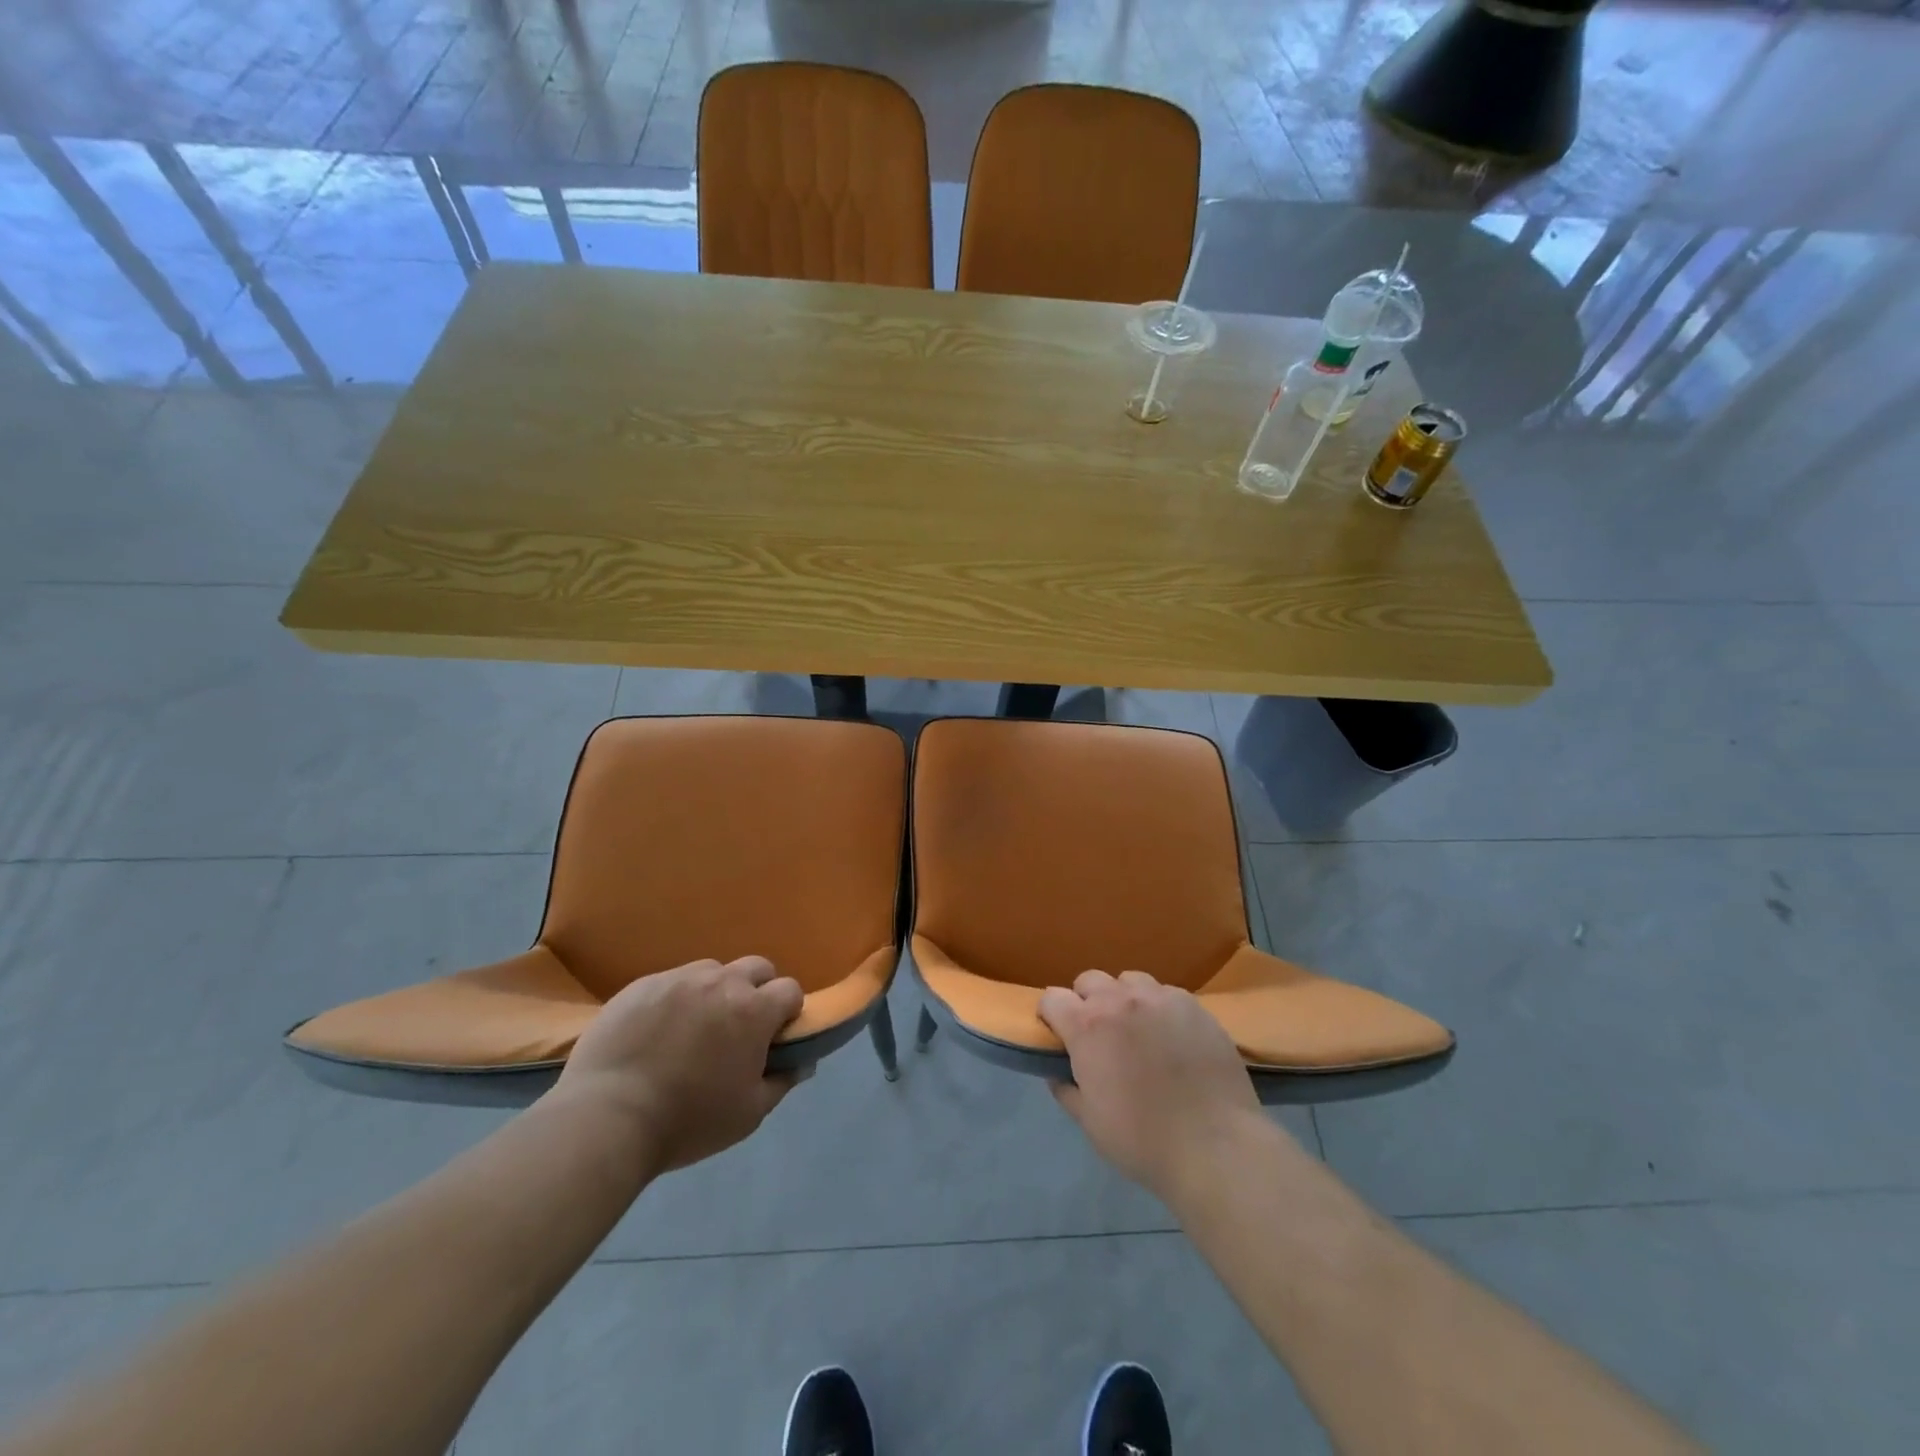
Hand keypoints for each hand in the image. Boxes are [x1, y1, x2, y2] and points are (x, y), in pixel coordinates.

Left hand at [555, 956, 803, 1176]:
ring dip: (715, 991)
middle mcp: (721, 982)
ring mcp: (678, 978)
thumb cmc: (688, 1120)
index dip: (788, 1012)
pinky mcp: (641, 985)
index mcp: (753, 1010)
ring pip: (712, 971)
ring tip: (694, 1028)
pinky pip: (671, 982)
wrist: (606, 1118)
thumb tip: (803, 1061)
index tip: (774, 1037)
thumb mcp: (748, 1114)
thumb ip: (782, 1081)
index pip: (790, 990)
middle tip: (738, 1028)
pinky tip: (656, 1032)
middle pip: (756, 968)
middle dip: (757, 991)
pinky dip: (675, 1000)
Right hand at [1039, 970, 1274, 1204]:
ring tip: (1138, 1029)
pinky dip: (1160, 1008)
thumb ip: (1067, 1090)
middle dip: (1086, 1002)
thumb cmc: (1143, 1140)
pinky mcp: (1194, 1005)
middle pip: (1089, 980)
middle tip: (1099, 1035)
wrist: (1214, 1145)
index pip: (1052, 998)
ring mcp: (1160, 998)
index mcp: (1087, 1026)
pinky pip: (1166, 993)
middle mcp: (1120, 1000)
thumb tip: (1058, 1073)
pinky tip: (1172, 1036)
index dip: (1051, 1016)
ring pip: (1130, 981)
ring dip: (1124, 999)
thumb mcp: (1090, 1123)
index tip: (1058, 1035)